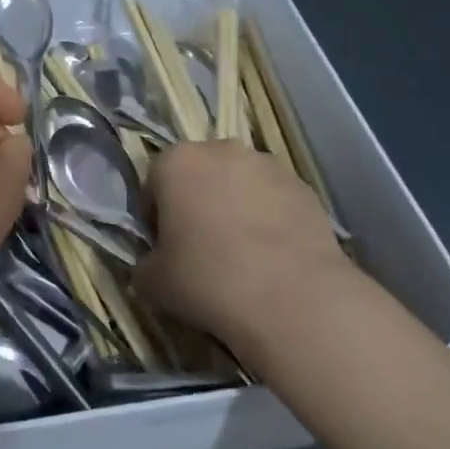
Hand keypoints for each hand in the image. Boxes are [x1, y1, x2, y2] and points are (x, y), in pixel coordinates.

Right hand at [138, 141, 352, 351]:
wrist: (293, 298)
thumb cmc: (208, 279)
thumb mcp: (153, 282)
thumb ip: (145, 266)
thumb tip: (151, 268)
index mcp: (176, 162)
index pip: (154, 184)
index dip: (156, 218)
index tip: (165, 249)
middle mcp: (221, 150)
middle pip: (199, 176)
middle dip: (197, 204)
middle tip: (202, 250)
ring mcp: (268, 165)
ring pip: (239, 184)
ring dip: (235, 208)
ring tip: (243, 256)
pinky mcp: (304, 187)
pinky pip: (274, 200)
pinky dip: (269, 220)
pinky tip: (272, 259)